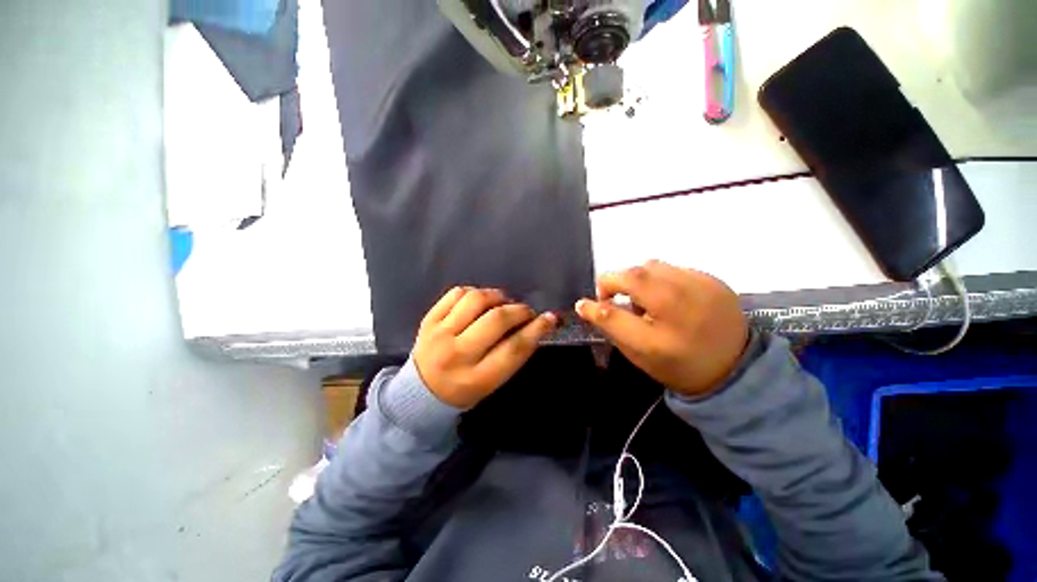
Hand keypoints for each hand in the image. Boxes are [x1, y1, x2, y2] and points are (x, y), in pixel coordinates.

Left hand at [414, 287, 557, 408]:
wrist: (420, 391)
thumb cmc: (464, 389)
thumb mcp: (492, 381)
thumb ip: (513, 354)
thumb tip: (537, 323)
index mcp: (477, 378)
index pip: (514, 348)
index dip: (537, 330)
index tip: (550, 317)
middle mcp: (457, 354)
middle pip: (496, 320)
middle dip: (519, 310)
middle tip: (525, 311)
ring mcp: (439, 334)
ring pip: (476, 300)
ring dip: (497, 296)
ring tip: (503, 302)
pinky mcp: (429, 320)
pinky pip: (456, 293)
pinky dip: (475, 292)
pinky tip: (480, 300)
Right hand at [575, 261, 747, 396]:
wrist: (735, 369)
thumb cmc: (678, 366)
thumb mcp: (639, 356)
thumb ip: (612, 328)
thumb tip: (587, 305)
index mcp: (659, 340)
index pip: (612, 315)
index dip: (593, 307)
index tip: (585, 304)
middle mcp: (680, 310)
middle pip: (633, 277)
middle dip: (613, 282)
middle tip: (613, 296)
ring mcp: (701, 290)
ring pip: (651, 266)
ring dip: (637, 278)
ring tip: (643, 297)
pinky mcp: (713, 280)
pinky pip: (672, 268)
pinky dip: (659, 278)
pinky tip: (666, 295)